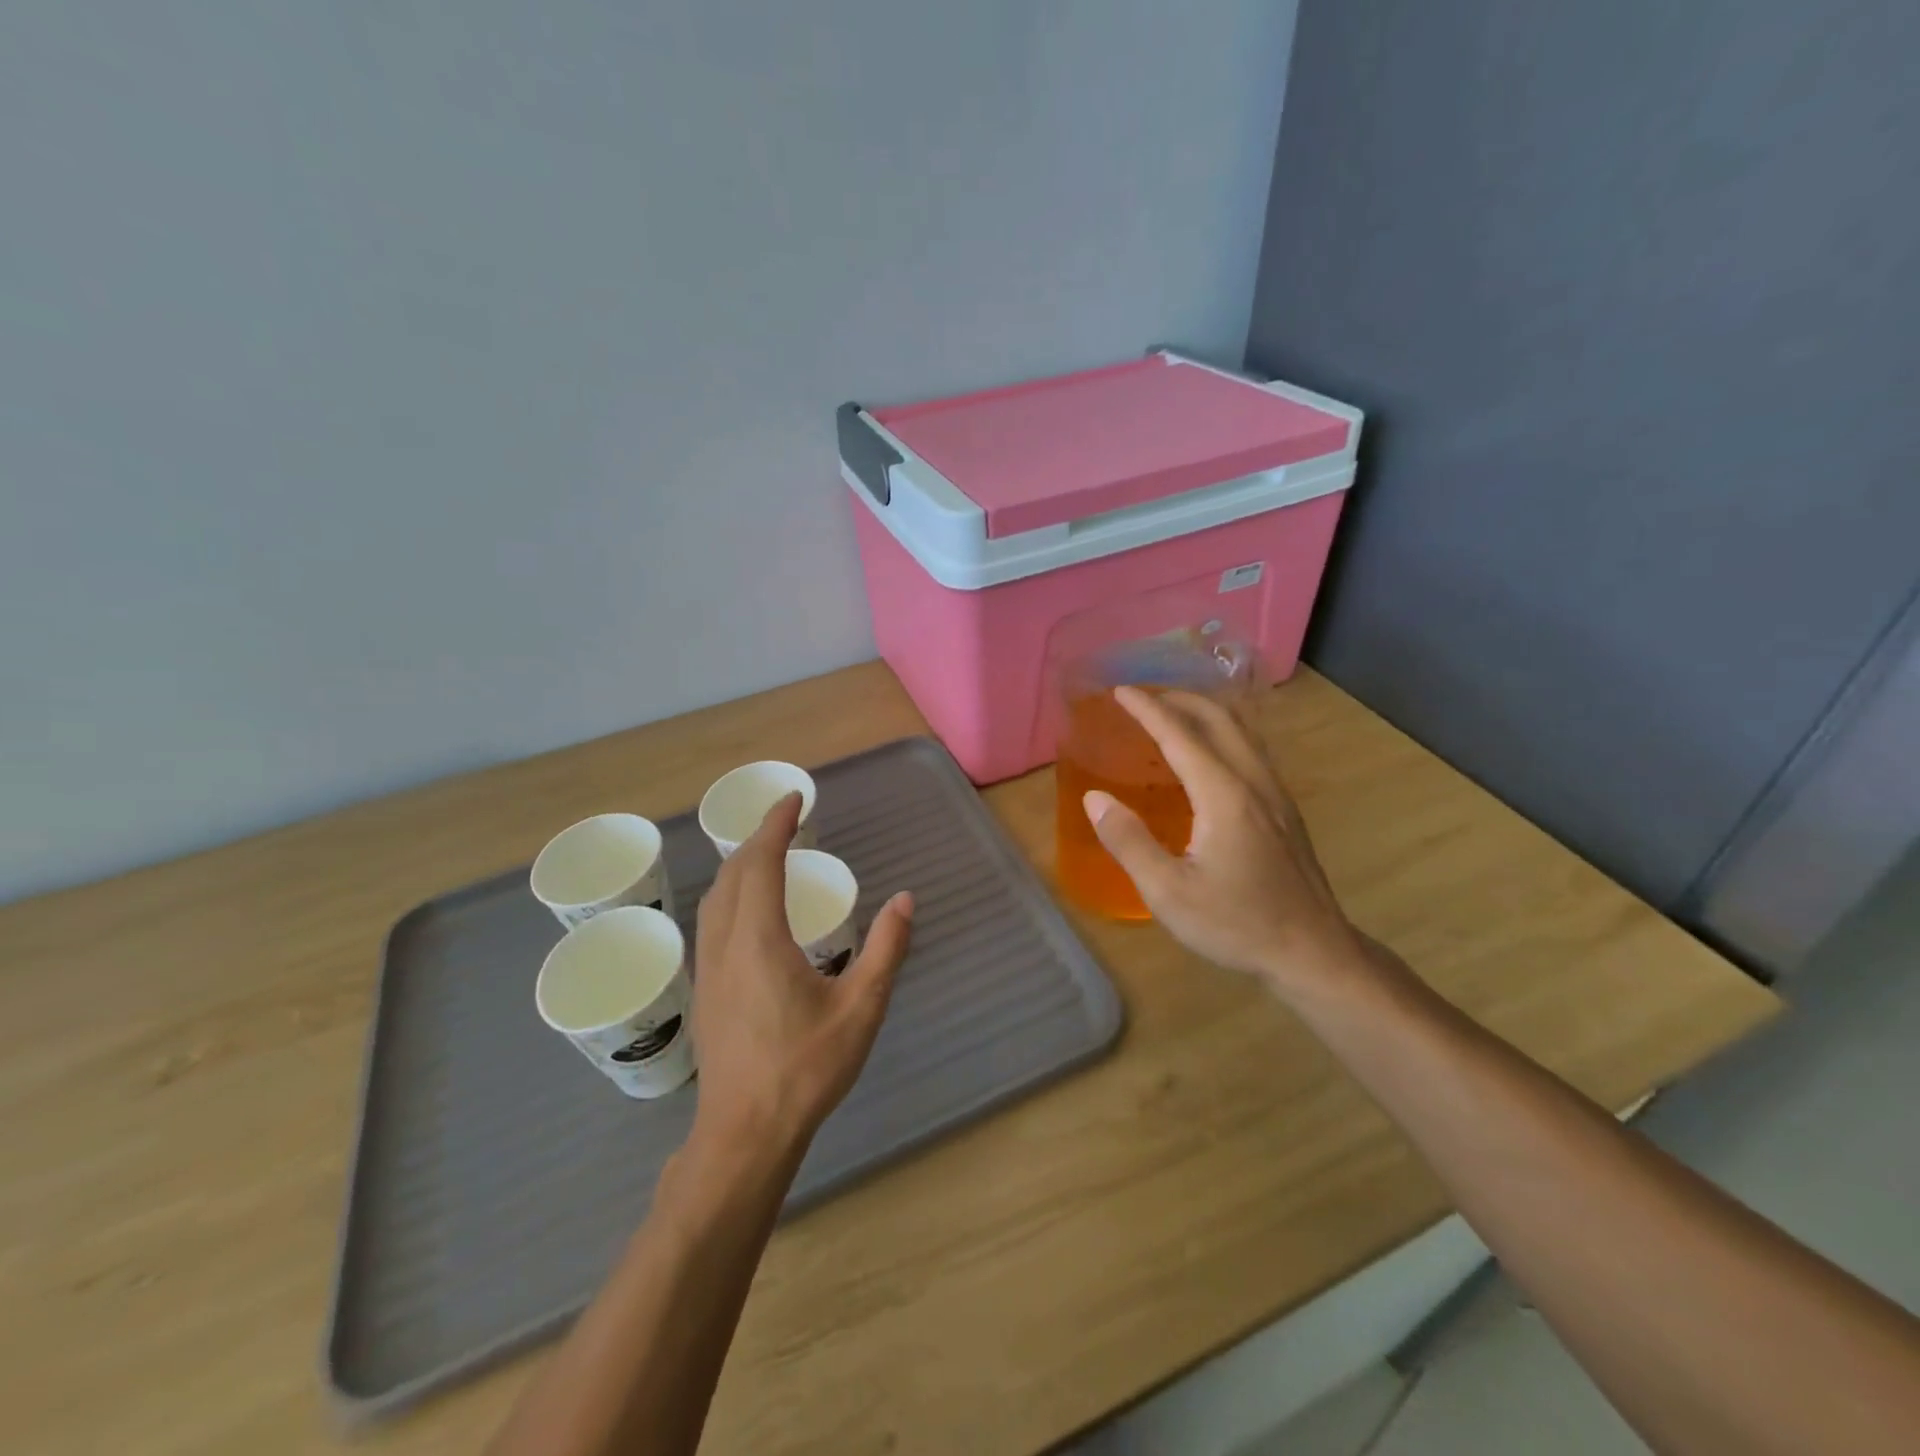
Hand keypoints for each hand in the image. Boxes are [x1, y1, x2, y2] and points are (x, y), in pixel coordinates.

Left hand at [690, 792, 912, 1156]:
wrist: (745, 1133)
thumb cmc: (806, 1069)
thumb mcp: (861, 1008)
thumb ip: (886, 949)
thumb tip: (905, 900)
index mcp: (759, 939)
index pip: (760, 862)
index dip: (775, 824)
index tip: (794, 798)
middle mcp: (725, 944)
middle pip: (731, 873)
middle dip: (757, 838)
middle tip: (787, 821)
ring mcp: (708, 968)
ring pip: (714, 897)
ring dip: (739, 865)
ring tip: (769, 855)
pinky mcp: (705, 990)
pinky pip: (711, 921)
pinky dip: (731, 893)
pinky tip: (750, 909)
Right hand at [1084, 687, 1366, 1000]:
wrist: (1313, 953)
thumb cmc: (1236, 924)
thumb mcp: (1168, 892)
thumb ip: (1128, 841)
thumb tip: (1094, 798)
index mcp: (1223, 795)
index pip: (1179, 734)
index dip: (1147, 709)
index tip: (1119, 691)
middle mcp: (1253, 781)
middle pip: (1218, 718)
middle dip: (1177, 699)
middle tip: (1142, 698)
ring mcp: (1276, 794)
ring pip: (1241, 731)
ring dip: (1203, 713)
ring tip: (1171, 716)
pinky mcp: (1285, 810)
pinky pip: (1250, 751)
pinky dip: (1220, 734)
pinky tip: (1206, 758)